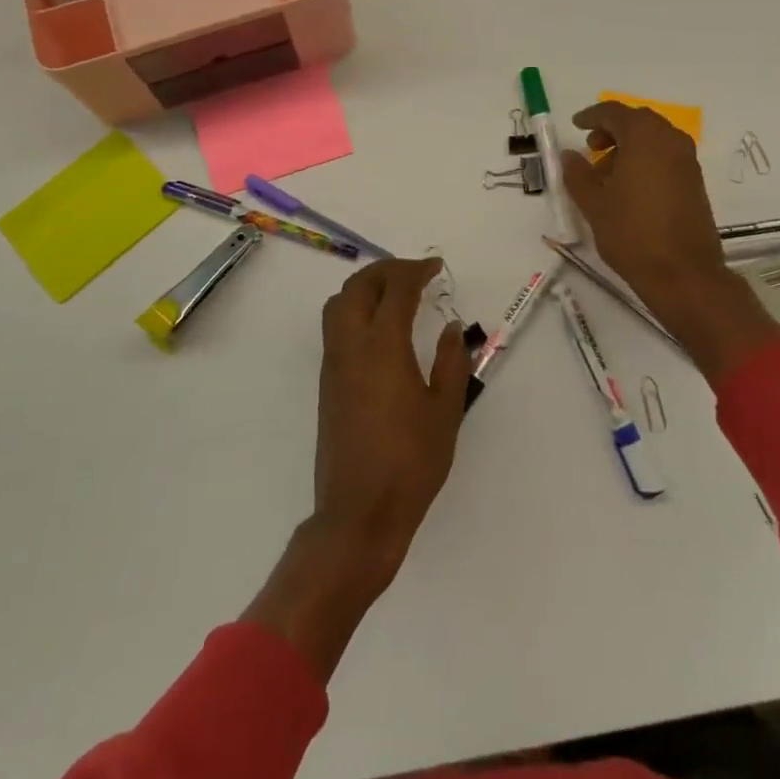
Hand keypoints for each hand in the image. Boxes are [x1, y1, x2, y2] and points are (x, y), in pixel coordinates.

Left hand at [244, 258, 471, 681]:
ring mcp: (333, 365)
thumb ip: (452, 362)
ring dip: (365, 288)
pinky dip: (356, 310)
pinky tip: (381, 329)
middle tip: (415, 273)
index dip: (415, 271)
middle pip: (358, 287)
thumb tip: (452, 328)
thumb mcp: (446, 411)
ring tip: (395, 294)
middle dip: (386, 270)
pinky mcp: (327, 384)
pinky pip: (335, 328)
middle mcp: (351, 346)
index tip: (435, 267)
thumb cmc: (411, 462)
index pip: (395, 289)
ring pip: (339, 305)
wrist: (358, 512)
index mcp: (383, 347)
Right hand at [561, 101, 775, 384]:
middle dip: (612, 130)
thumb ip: (578, 174)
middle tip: (591, 148)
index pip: (615, 112)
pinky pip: (666, 157)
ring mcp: (688, 161)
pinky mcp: (695, 182)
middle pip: (638, 122)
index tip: (576, 125)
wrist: (683, 274)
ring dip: (629, 147)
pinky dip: (645, 161)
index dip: (592, 116)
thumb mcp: (594, 204)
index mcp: (645, 137)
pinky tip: (629, 189)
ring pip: (654, 140)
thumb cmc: (632, 233)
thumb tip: (570, 155)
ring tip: (606, 174)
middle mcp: (671, 141)